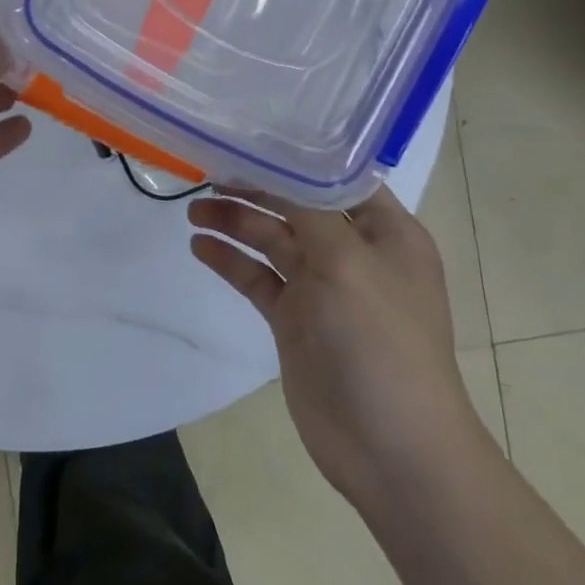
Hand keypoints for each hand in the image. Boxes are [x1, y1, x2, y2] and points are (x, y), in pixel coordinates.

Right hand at [187, 185, 484, 503]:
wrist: (391, 449)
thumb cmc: (379, 342)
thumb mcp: (346, 261)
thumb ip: (306, 209)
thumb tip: (272, 166)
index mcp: (385, 232)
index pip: (336, 176)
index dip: (294, 155)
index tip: (247, 134)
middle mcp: (354, 252)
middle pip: (296, 204)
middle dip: (254, 187)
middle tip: (206, 170)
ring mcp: (322, 288)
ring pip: (271, 239)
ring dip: (235, 221)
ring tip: (193, 209)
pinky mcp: (295, 319)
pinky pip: (257, 277)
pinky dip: (230, 260)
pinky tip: (200, 246)